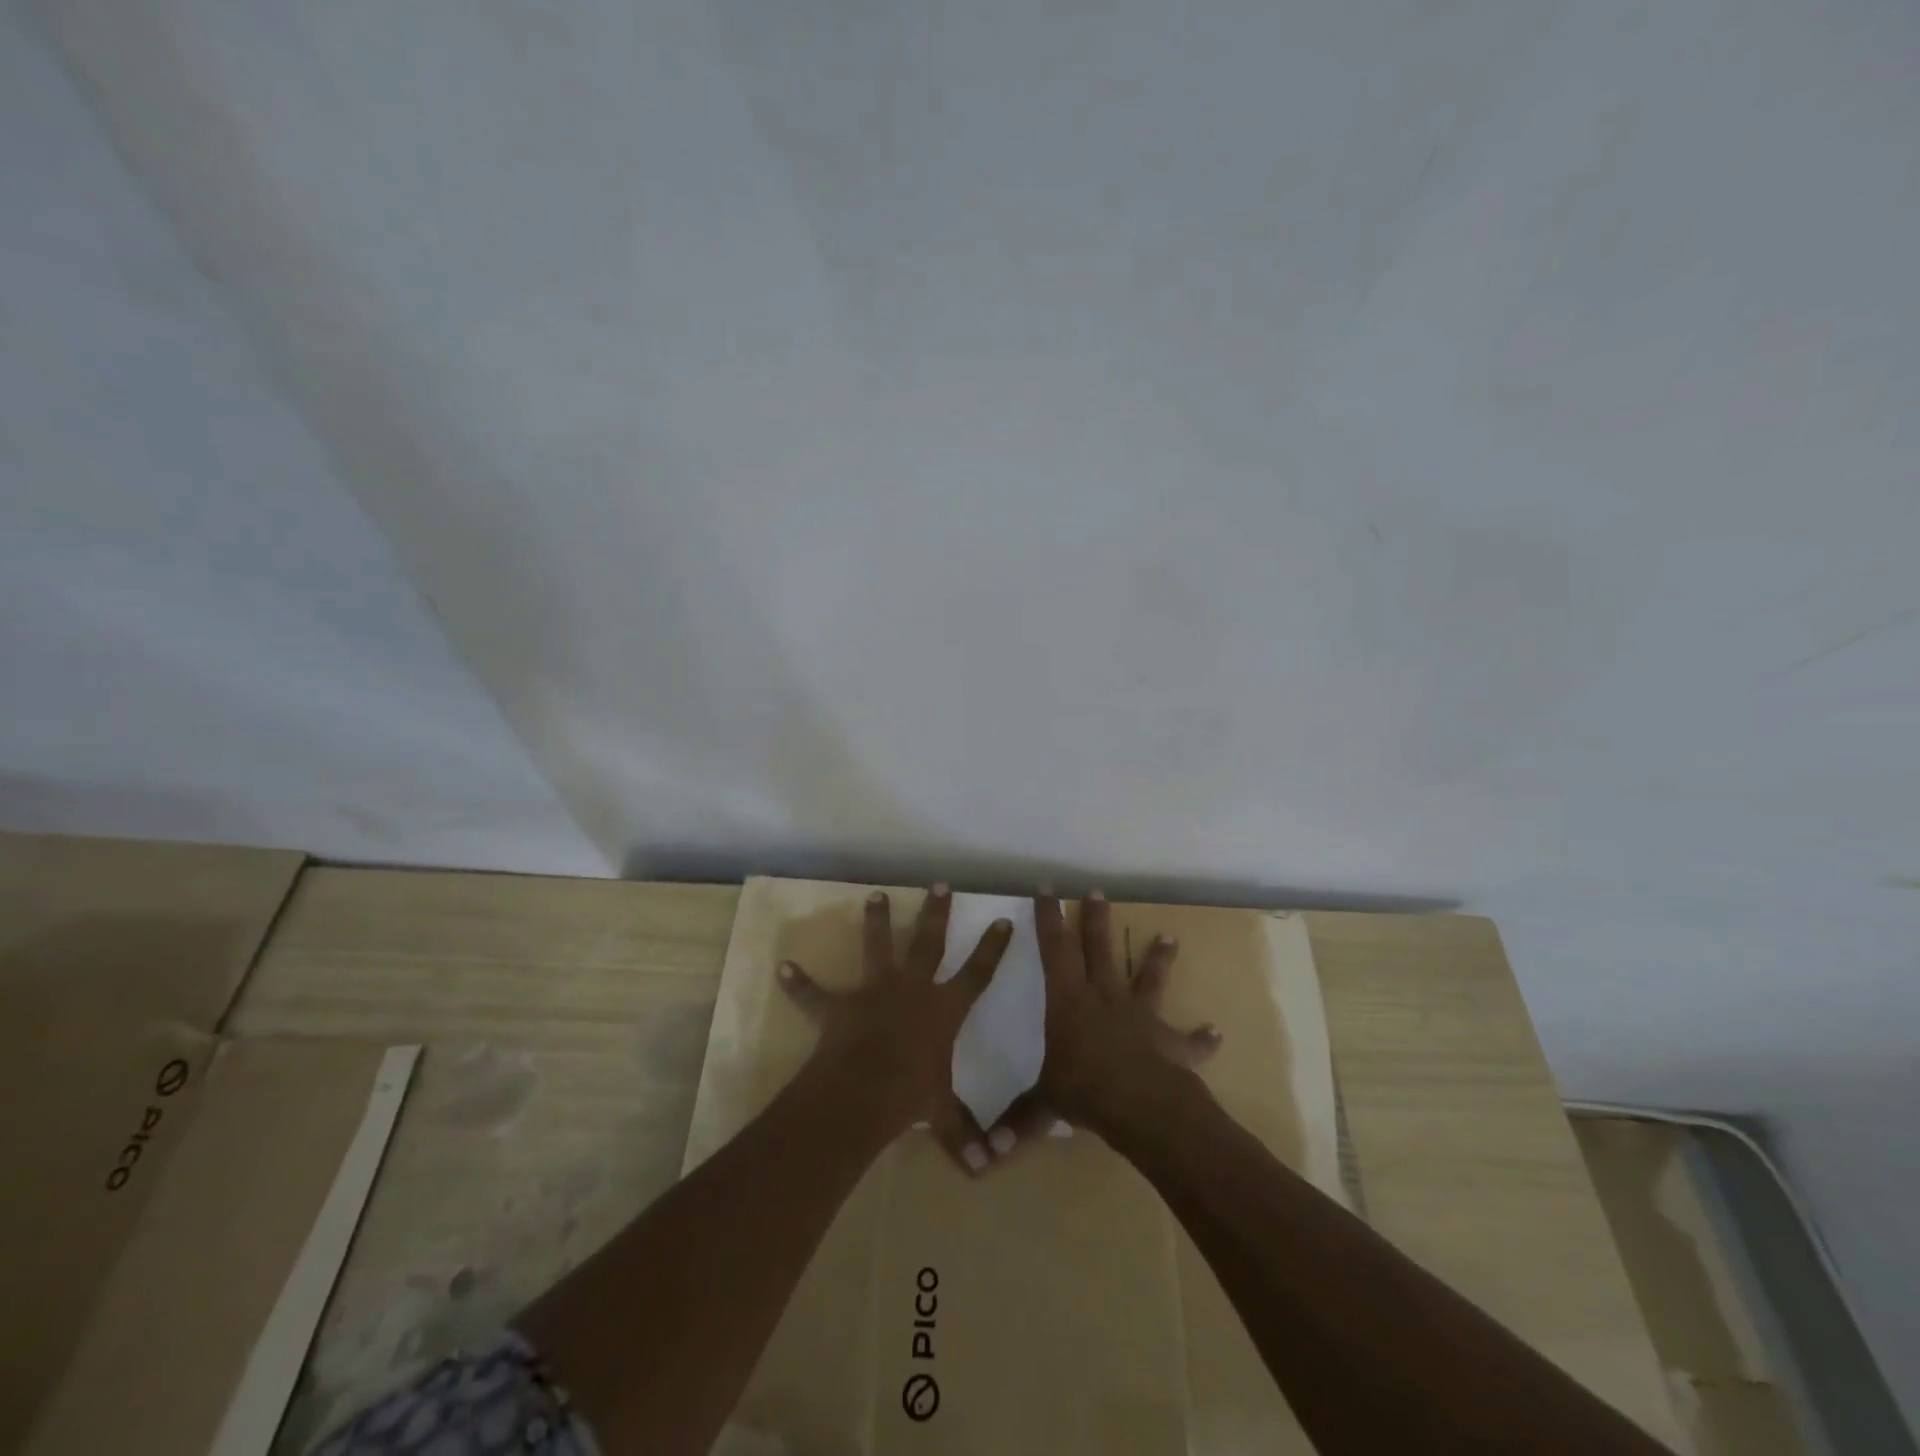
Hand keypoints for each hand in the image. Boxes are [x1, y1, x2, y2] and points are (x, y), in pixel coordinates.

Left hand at [777, 885, 1011, 1173]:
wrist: (862, 1092)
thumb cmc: (910, 1096)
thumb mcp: (942, 1115)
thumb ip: (963, 1137)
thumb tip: (987, 1172)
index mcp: (943, 1009)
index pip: (977, 973)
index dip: (993, 948)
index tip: (1003, 919)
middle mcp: (912, 989)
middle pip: (929, 942)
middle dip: (937, 912)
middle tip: (940, 884)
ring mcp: (874, 991)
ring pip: (877, 946)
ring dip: (876, 921)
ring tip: (875, 894)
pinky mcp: (840, 1006)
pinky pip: (815, 993)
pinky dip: (799, 983)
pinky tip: (783, 968)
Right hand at [986, 891, 1220, 1157]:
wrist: (1144, 1108)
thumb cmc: (1086, 1092)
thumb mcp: (1043, 1104)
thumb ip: (1016, 1122)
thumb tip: (983, 1153)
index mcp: (1069, 1002)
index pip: (1055, 949)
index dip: (1049, 918)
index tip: (1047, 889)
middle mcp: (1105, 998)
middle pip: (1099, 949)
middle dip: (1095, 920)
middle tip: (1097, 892)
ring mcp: (1141, 1016)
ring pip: (1147, 979)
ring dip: (1158, 959)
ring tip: (1169, 937)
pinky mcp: (1169, 1042)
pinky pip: (1188, 1040)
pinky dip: (1201, 1038)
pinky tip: (1214, 1032)